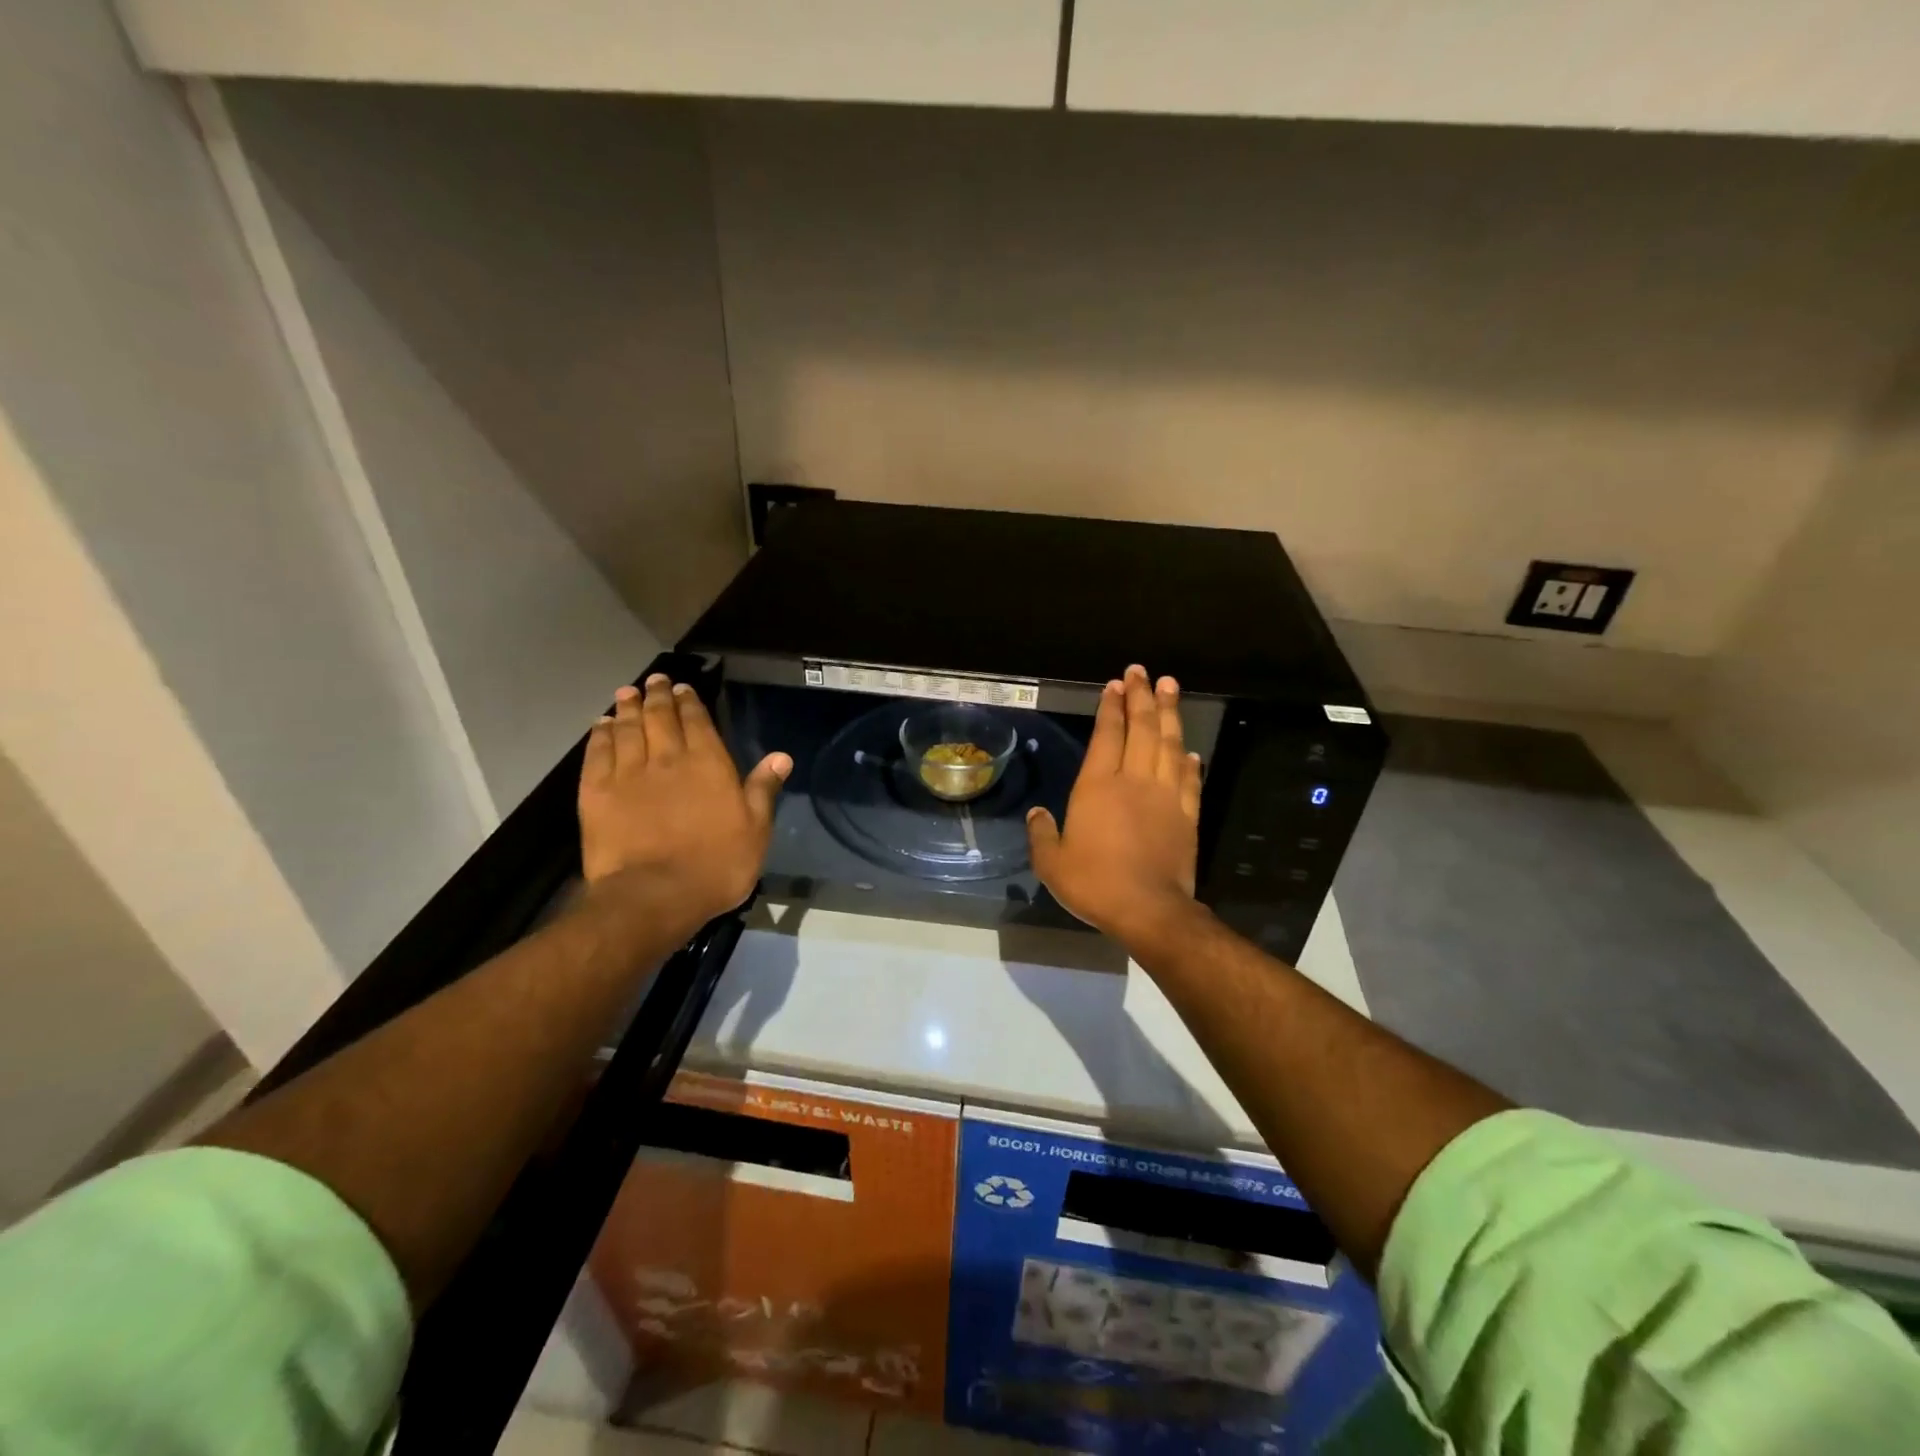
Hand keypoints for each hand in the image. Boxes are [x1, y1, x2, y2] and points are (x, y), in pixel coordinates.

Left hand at [578, 674, 790, 938]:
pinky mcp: (597, 793)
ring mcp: (628, 774)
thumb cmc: (716, 865)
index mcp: (708, 764)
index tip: (683, 689)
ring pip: (627, 729)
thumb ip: (763, 789)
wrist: (654, 895)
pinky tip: (601, 727)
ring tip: (627, 693)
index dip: (690, 703)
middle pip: (660, 718)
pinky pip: (598, 754)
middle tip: (655, 680)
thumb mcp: (756, 830)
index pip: (697, 722)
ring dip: (628, 709)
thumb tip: (781, 756)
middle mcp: (667, 758)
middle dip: (658, 696)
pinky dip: (600, 736)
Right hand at [1027, 664, 1203, 944]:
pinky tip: (1191, 750)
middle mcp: (1135, 781)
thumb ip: (1042, 835)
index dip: (1112, 707)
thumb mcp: (1052, 863)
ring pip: (1170, 745)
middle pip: (1142, 729)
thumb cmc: (1095, 884)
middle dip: (1142, 697)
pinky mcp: (1187, 816)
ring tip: (1170, 688)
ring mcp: (1166, 796)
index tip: (1116, 684)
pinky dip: (1191, 761)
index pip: (1108, 735)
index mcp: (1098, 786)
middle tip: (1143, 672)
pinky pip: (1191, 780)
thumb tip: (1037, 814)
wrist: (1149, 910)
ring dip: (1170, 714)